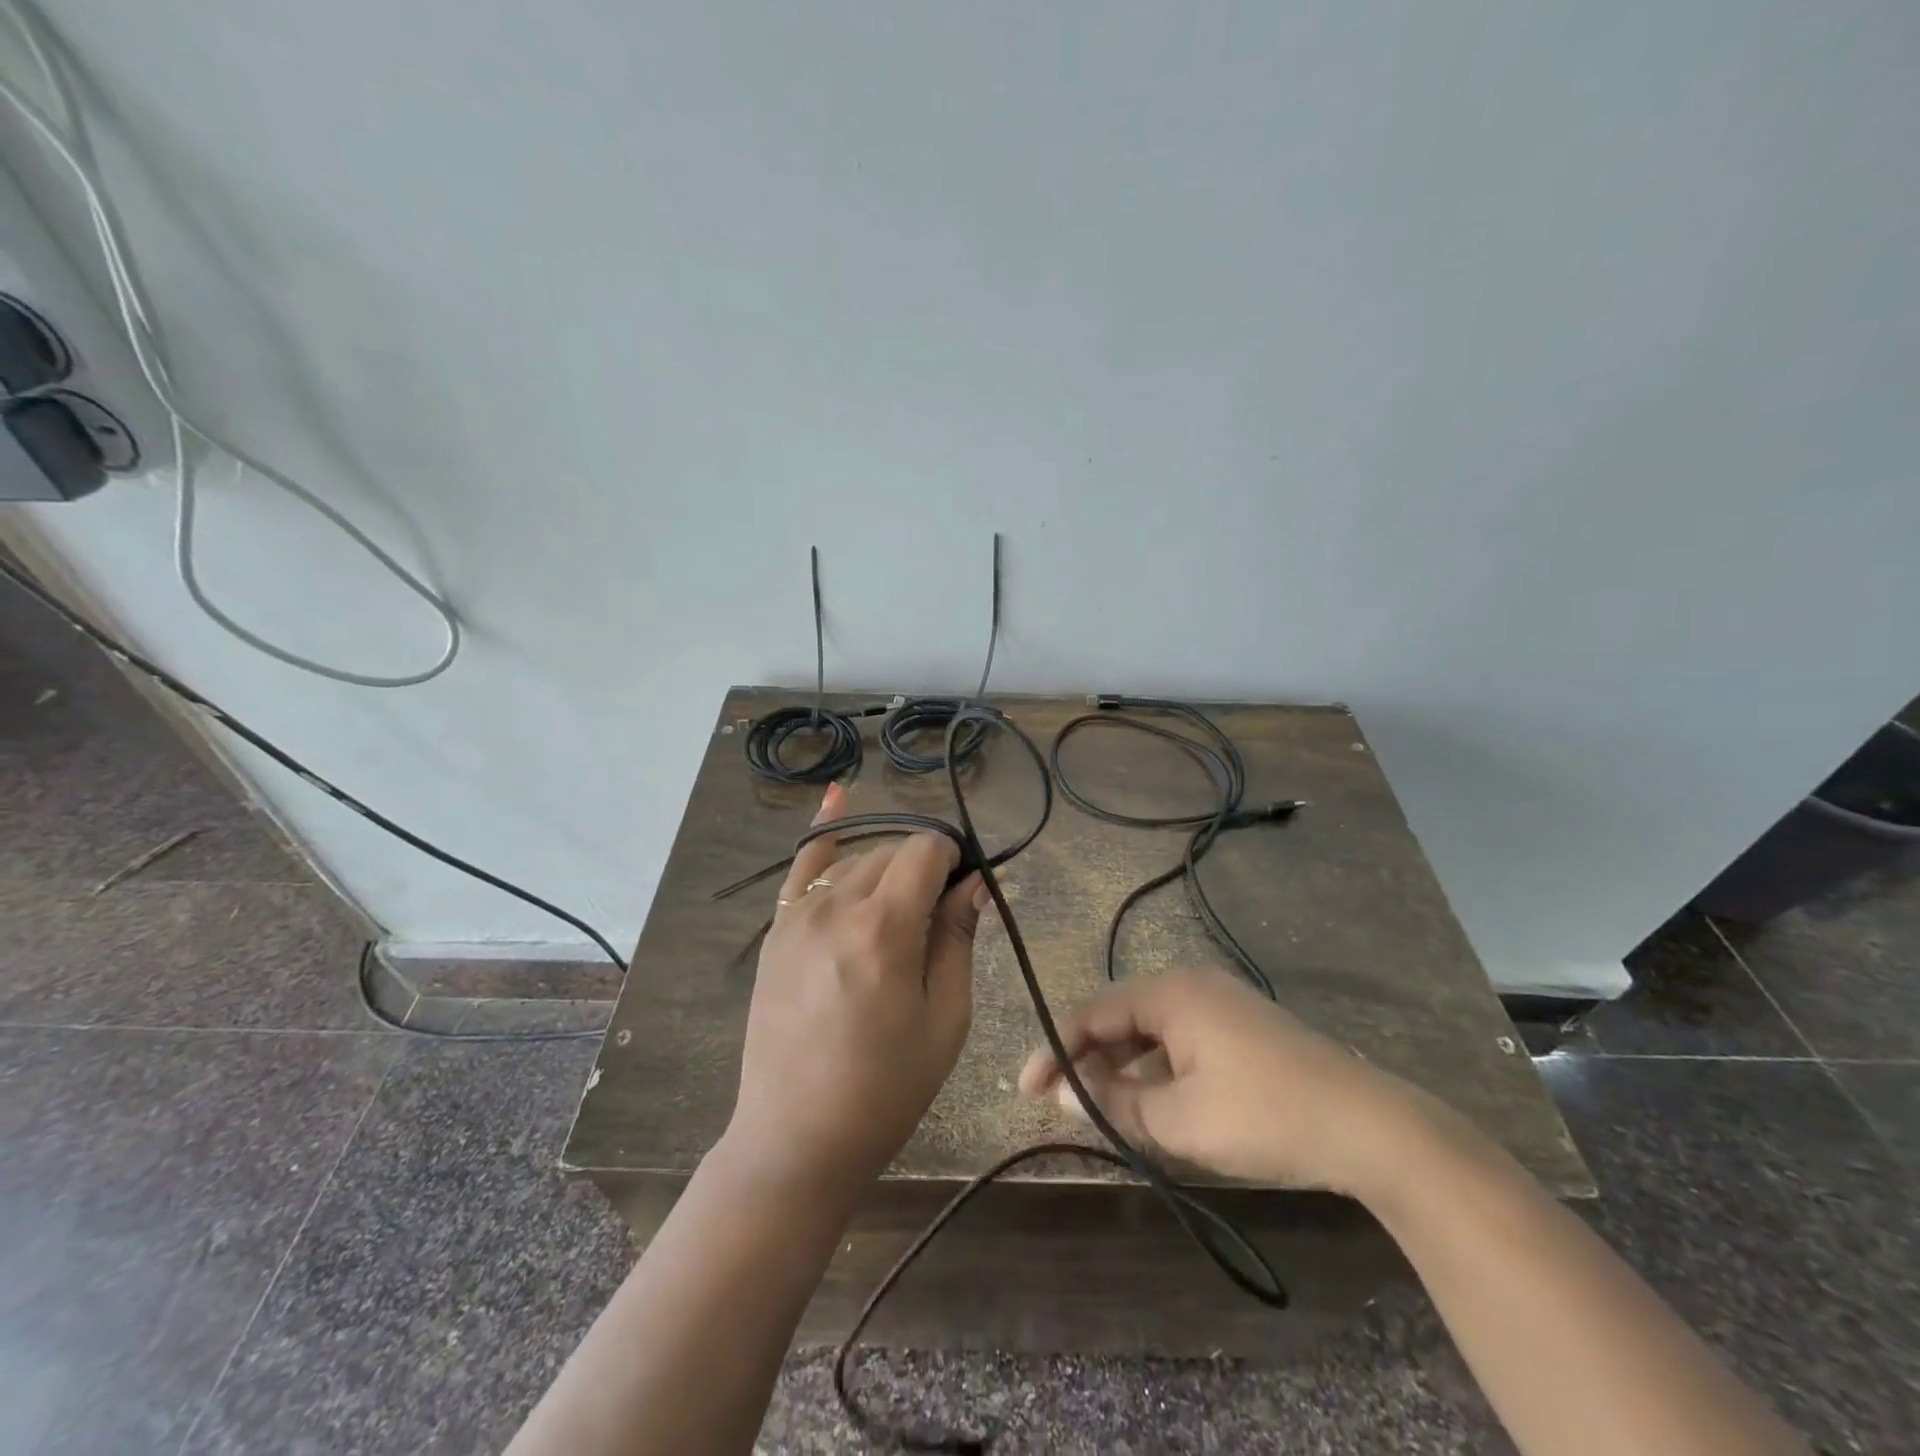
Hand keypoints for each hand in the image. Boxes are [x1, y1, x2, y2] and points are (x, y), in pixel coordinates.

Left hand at [725, 783, 988, 1196]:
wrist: (796, 1138)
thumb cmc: (885, 1089)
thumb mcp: (944, 1019)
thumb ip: (958, 938)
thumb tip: (978, 881)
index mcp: (884, 929)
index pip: (927, 851)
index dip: (954, 859)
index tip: (967, 887)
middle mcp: (836, 906)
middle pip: (893, 852)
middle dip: (924, 867)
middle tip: (940, 915)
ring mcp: (798, 915)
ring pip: (858, 861)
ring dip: (888, 870)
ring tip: (903, 911)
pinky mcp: (777, 929)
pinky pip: (802, 866)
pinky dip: (823, 831)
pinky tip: (836, 798)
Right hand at [1018, 967, 1423, 1196]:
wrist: (1367, 1125)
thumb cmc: (1262, 1115)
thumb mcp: (1179, 1120)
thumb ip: (1116, 1104)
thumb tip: (1067, 1095)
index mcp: (1170, 993)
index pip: (1093, 1013)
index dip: (1055, 1050)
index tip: (1027, 1088)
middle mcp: (1191, 984)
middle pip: (1120, 1016)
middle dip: (1087, 1057)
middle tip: (1060, 1101)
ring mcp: (1220, 1003)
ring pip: (1151, 1030)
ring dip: (1122, 1066)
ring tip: (1099, 1106)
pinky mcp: (1241, 1026)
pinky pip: (1180, 1040)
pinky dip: (1156, 1069)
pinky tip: (1150, 1102)